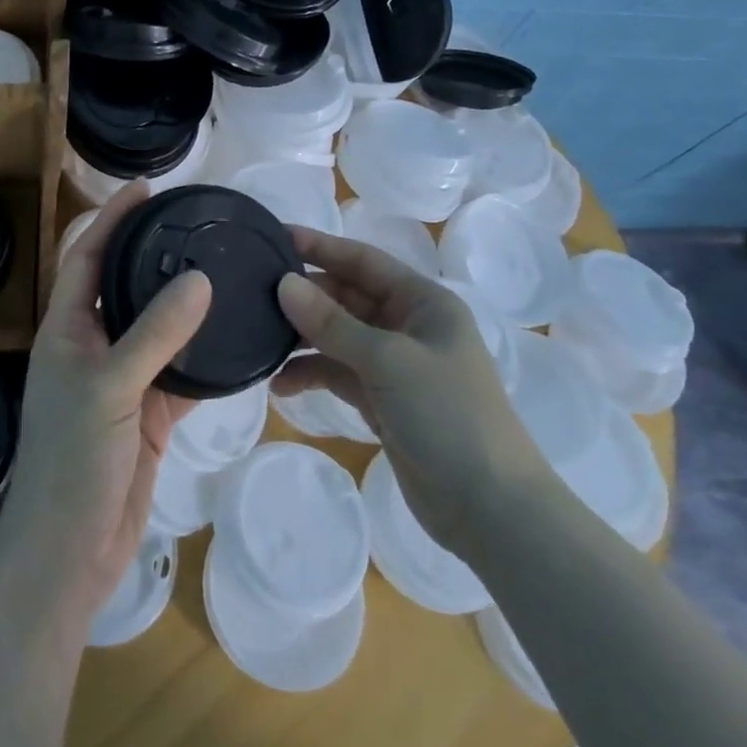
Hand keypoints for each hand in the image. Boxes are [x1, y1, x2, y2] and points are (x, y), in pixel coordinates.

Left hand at [0, 183, 211, 618]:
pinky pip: (179, 374)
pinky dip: (203, 359)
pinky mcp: (147, 416)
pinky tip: (233, 339)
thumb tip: (200, 278)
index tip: (147, 189)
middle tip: (195, 226)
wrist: (68, 556)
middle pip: (124, 287)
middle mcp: (91, 347)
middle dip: (153, 255)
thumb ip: (155, 333)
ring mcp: (121, 382)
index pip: (88, 256)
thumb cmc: (72, 462)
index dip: (113, 219)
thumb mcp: (111, 388)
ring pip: (156, 330)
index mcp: (66, 330)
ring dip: (183, 306)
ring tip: (222, 270)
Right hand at [273, 228, 547, 557]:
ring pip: (338, 336)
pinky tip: (281, 385)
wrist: (492, 510)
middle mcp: (408, 325)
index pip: (363, 260)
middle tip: (254, 291)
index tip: (275, 236)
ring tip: (261, 338)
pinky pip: (338, 373)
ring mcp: (394, 365)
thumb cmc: (448, 416)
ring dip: (303, 337)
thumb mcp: (389, 362)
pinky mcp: (382, 400)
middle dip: (305, 295)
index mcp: (423, 302)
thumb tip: (283, 283)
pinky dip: (311, 375)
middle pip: (346, 296)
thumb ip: (332, 323)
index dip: (320, 246)